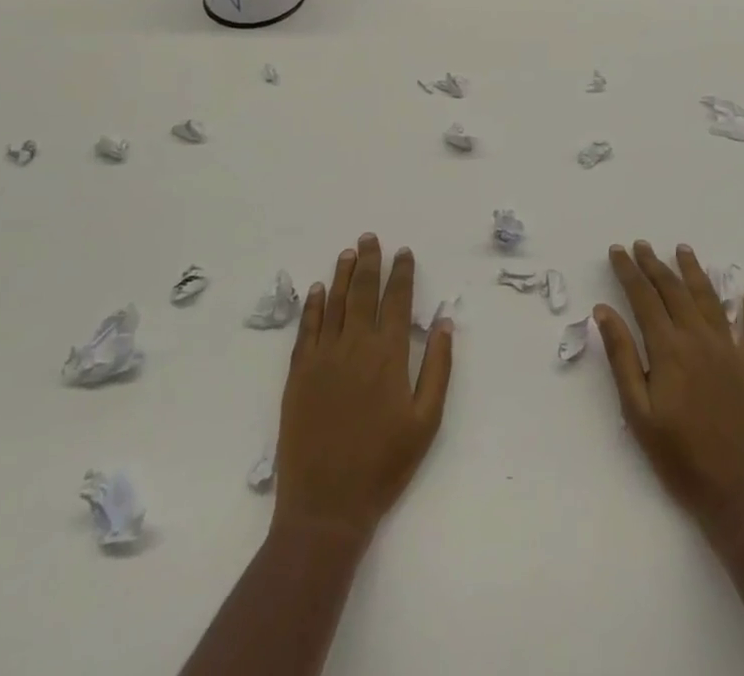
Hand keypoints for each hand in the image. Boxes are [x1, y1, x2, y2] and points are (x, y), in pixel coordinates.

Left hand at [274, 233, 453, 539]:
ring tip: (348, 252)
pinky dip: (314, 306)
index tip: (403, 252)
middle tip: (371, 237)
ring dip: (343, 275)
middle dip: (369, 262)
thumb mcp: (426, 421)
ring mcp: (323, 357)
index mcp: (388, 354)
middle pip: (363, 291)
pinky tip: (319, 290)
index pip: (397, 300)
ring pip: (335, 303)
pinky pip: (307, 329)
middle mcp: (355, 345)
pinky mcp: (299, 374)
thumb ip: (437, 368)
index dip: (401, 273)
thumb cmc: (384, 466)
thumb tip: (444, 322)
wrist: (326, 506)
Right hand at [596, 241, 743, 537]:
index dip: (628, 271)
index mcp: (669, 349)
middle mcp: (699, 339)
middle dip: (654, 264)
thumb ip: (621, 357)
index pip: (644, 298)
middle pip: (674, 290)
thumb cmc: (681, 459)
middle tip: (641, 244)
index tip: (616, 250)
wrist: (741, 498)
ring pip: (709, 298)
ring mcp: (730, 351)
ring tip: (683, 249)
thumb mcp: (638, 413)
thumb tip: (604, 310)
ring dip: (694, 271)